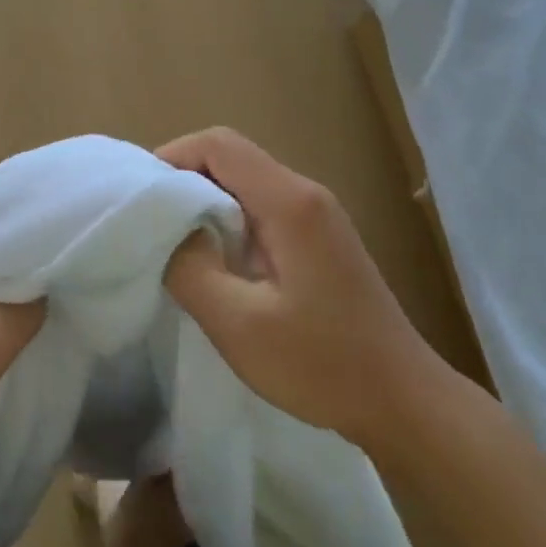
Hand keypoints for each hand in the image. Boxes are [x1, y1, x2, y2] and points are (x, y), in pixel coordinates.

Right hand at [158, 128, 445, 445]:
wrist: (404, 401)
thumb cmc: (321, 364)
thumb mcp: (239, 323)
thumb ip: (190, 267)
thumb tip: (166, 229)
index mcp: (289, 202)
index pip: (219, 145)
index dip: (172, 156)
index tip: (141, 196)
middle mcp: (306, 194)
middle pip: (231, 157)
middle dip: (183, 178)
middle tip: (149, 221)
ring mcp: (317, 215)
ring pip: (245, 182)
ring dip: (204, 200)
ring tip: (173, 241)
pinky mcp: (319, 238)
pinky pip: (262, 207)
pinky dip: (227, 219)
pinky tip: (214, 259)